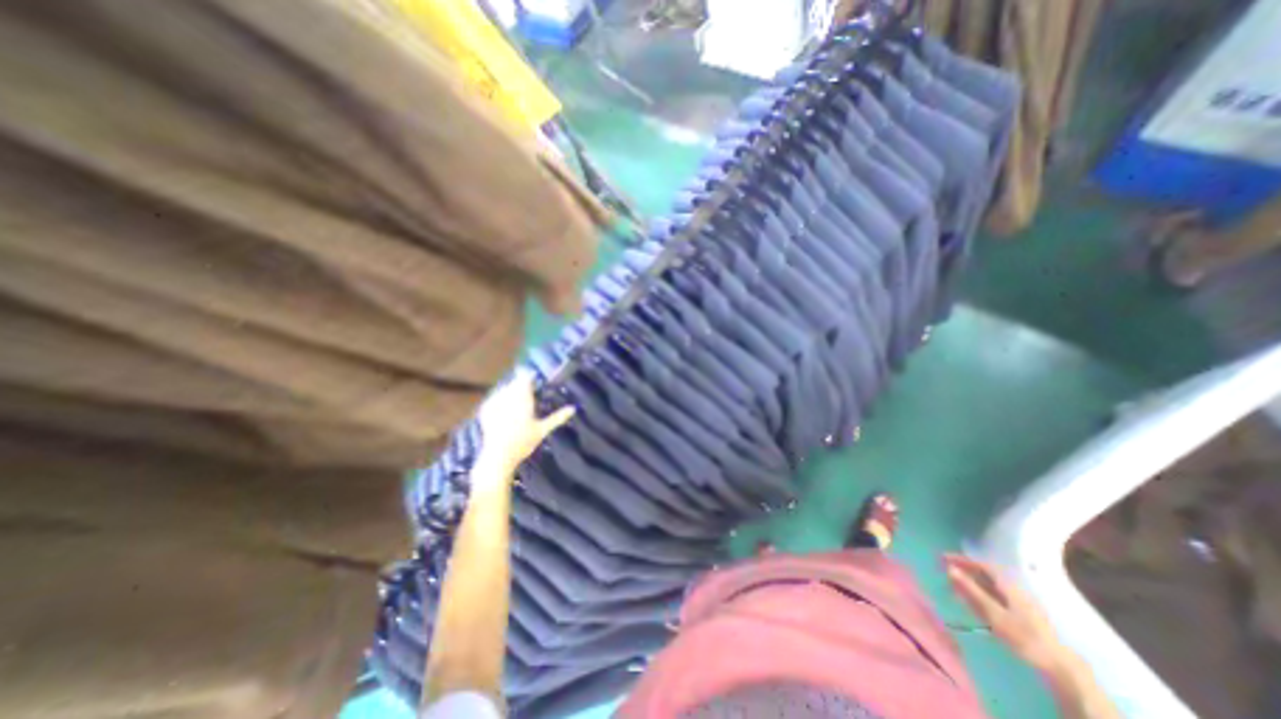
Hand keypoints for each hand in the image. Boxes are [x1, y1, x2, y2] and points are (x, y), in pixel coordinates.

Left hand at [476, 372, 576, 477]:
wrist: (498, 456)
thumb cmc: (523, 442)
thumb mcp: (542, 430)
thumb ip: (557, 417)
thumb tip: (573, 408)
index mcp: (523, 399)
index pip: (525, 378)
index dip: (530, 376)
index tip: (535, 379)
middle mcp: (508, 397)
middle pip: (514, 383)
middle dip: (521, 385)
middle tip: (528, 392)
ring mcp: (495, 402)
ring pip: (504, 389)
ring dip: (511, 391)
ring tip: (517, 400)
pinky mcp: (486, 410)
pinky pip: (494, 398)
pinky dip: (500, 399)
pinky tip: (504, 408)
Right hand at [943, 553, 1066, 671]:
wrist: (1059, 666)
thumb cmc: (1024, 636)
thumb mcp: (994, 613)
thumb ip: (971, 590)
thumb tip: (949, 569)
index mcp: (1008, 586)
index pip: (981, 565)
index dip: (961, 560)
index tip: (942, 558)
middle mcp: (1013, 590)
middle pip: (985, 575)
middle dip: (964, 571)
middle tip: (945, 570)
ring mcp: (1019, 602)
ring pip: (989, 586)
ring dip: (971, 583)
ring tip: (954, 585)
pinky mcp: (1021, 614)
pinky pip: (995, 596)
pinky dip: (980, 594)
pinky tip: (973, 601)